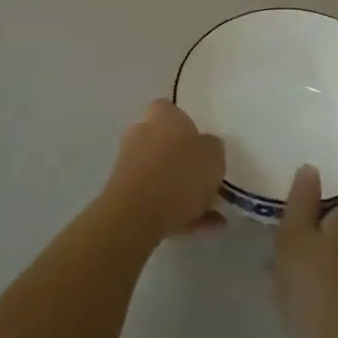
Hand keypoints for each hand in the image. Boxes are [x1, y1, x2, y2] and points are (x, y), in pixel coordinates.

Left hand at [104, 99, 225, 239]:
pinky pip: (157, 200)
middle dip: (183, 160)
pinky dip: (177, 211)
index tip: (202, 143)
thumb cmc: (180, 174)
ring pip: (162, 174)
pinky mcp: (124, 195)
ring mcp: (129, 165)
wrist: (136, 215)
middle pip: (165, 143)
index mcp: (162, 116)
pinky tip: (202, 227)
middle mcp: (141, 134)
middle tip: (206, 177)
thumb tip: (207, 148)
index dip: (187, 124)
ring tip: (212, 212)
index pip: (171, 110)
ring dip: (183, 190)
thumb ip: (213, 148)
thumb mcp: (214, 156)